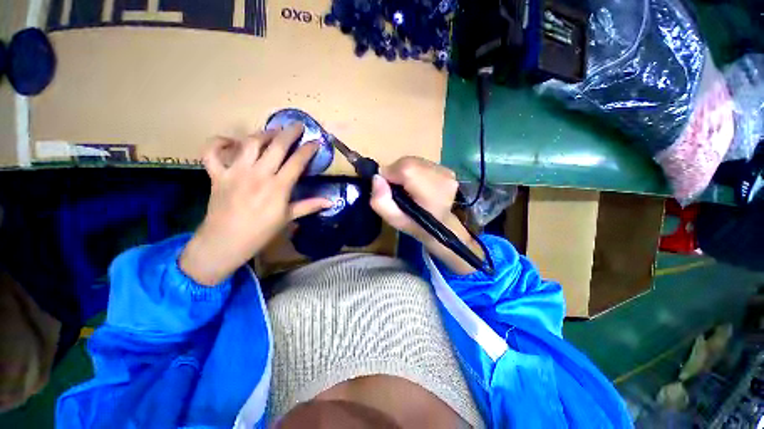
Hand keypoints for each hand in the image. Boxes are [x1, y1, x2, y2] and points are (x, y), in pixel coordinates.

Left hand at [180, 124, 331, 285]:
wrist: (226, 241)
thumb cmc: (261, 231)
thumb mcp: (288, 218)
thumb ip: (309, 206)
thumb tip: (331, 202)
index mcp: (278, 187)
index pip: (297, 161)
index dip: (308, 150)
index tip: (315, 142)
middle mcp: (258, 174)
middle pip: (277, 146)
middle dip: (289, 132)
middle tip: (297, 125)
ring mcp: (235, 172)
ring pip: (250, 143)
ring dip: (263, 133)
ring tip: (273, 131)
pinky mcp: (217, 174)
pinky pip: (212, 152)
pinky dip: (219, 142)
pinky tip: (231, 141)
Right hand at [370, 157, 483, 274]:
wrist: (443, 226)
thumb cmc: (417, 225)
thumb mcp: (394, 220)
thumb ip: (381, 201)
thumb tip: (377, 178)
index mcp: (430, 191)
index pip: (404, 168)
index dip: (390, 175)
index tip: (388, 189)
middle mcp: (442, 175)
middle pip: (408, 162)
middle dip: (396, 173)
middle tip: (396, 190)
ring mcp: (446, 171)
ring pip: (414, 161)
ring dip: (405, 171)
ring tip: (407, 188)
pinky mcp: (447, 168)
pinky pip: (421, 163)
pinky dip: (414, 171)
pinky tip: (417, 184)